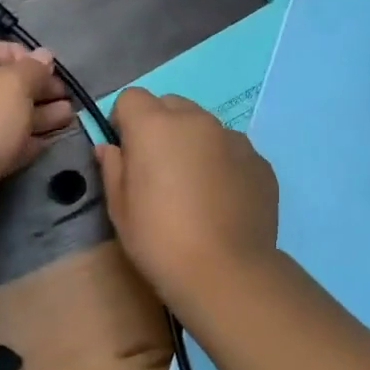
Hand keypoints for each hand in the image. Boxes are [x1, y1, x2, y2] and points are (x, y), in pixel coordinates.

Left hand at [0, 41, 73, 235]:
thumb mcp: (14, 84)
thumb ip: (34, 69)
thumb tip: (44, 56)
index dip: (27, 58)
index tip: (54, 70)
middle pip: (3, 85)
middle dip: (38, 90)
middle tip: (68, 97)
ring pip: (7, 116)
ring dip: (39, 115)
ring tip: (70, 117)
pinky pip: (3, 143)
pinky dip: (26, 141)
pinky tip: (50, 141)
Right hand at [95, 89, 278, 309]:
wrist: (225, 272)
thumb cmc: (158, 240)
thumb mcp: (119, 208)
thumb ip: (112, 168)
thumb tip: (110, 148)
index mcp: (155, 126)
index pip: (132, 98)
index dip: (124, 122)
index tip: (126, 154)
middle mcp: (197, 121)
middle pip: (171, 105)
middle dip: (160, 127)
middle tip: (158, 170)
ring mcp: (234, 139)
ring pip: (205, 128)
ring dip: (193, 145)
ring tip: (194, 189)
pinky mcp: (260, 162)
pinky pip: (232, 151)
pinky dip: (222, 165)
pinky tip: (221, 202)